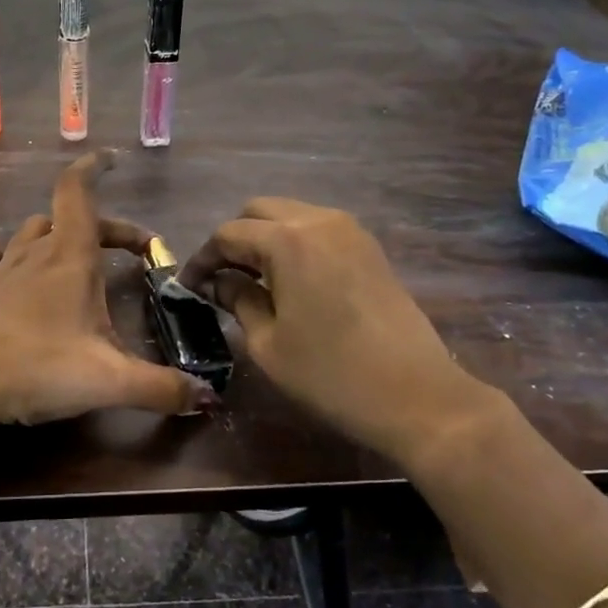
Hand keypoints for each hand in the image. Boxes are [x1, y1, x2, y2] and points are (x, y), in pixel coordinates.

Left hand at [0, 151, 217, 426]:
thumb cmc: (40, 368)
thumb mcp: (111, 381)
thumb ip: (162, 387)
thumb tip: (208, 398)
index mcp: (70, 258)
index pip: (78, 193)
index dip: (93, 169)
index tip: (109, 158)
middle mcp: (35, 255)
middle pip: (66, 219)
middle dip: (103, 228)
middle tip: (131, 253)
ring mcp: (0, 272)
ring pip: (27, 234)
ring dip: (53, 236)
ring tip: (73, 255)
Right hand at [180, 197, 496, 459]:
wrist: (417, 395)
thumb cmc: (330, 374)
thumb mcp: (268, 343)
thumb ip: (238, 300)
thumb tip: (219, 281)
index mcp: (288, 240)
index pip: (229, 234)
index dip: (203, 258)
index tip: (189, 286)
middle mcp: (319, 220)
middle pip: (260, 211)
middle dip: (234, 239)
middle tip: (221, 278)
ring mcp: (351, 231)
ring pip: (292, 216)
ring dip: (265, 238)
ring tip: (253, 279)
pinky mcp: (370, 248)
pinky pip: (319, 230)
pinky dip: (295, 243)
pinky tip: (290, 280)